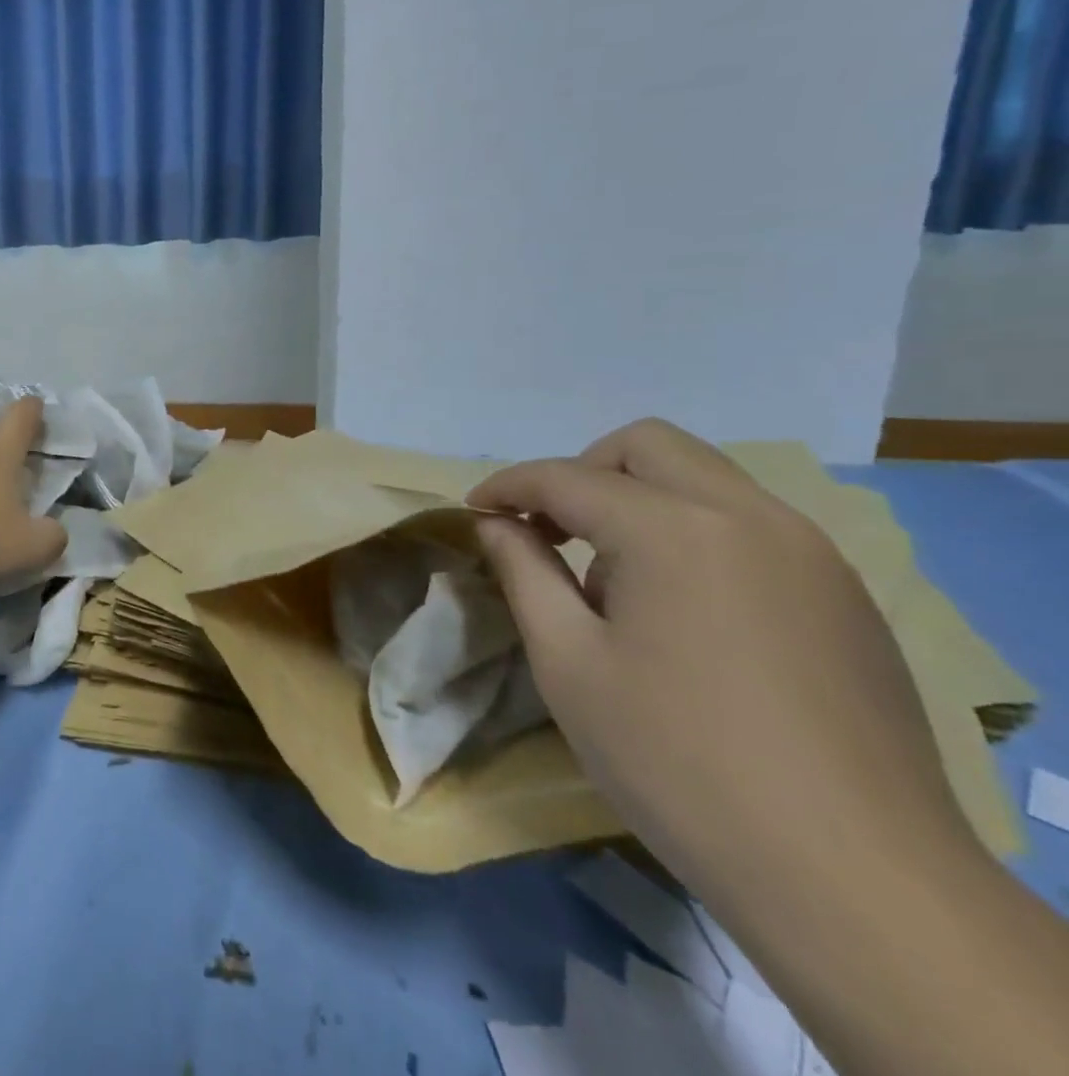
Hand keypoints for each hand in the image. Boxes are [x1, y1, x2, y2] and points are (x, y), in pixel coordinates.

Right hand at [466, 419, 975, 913]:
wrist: (855, 881)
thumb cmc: (677, 760)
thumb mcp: (568, 662)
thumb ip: (524, 571)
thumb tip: (496, 524)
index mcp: (674, 530)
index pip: (567, 477)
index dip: (508, 487)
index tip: (473, 511)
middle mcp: (749, 517)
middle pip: (646, 446)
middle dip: (581, 472)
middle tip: (548, 529)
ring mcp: (809, 552)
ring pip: (703, 478)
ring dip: (638, 499)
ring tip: (612, 577)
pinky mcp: (843, 595)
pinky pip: (748, 524)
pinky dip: (692, 531)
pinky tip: (679, 608)